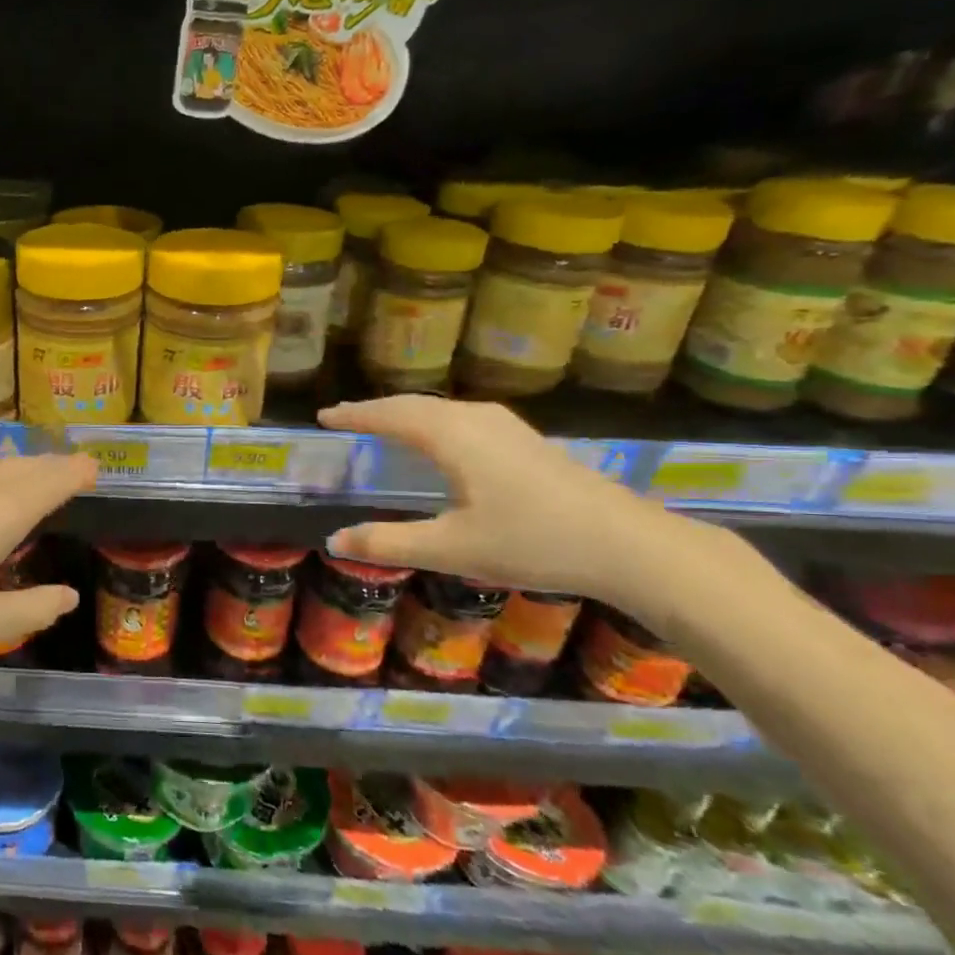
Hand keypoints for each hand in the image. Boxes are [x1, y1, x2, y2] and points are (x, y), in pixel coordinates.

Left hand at [0, 453, 96, 660]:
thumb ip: (32, 609)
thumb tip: (69, 597)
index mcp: (1, 515)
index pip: (51, 482)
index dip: (76, 472)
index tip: (94, 469)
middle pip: (24, 466)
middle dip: (52, 466)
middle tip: (72, 470)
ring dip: (20, 466)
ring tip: (32, 474)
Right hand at [318, 395, 713, 605]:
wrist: (629, 545)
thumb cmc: (532, 541)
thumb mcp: (450, 549)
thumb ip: (388, 543)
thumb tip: (333, 540)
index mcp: (453, 436)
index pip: (391, 415)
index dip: (356, 414)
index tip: (325, 416)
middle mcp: (478, 421)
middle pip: (417, 405)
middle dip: (378, 410)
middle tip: (346, 417)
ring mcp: (509, 428)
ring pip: (444, 410)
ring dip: (408, 414)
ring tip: (384, 425)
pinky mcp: (528, 442)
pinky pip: (464, 419)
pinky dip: (435, 423)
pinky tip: (442, 440)